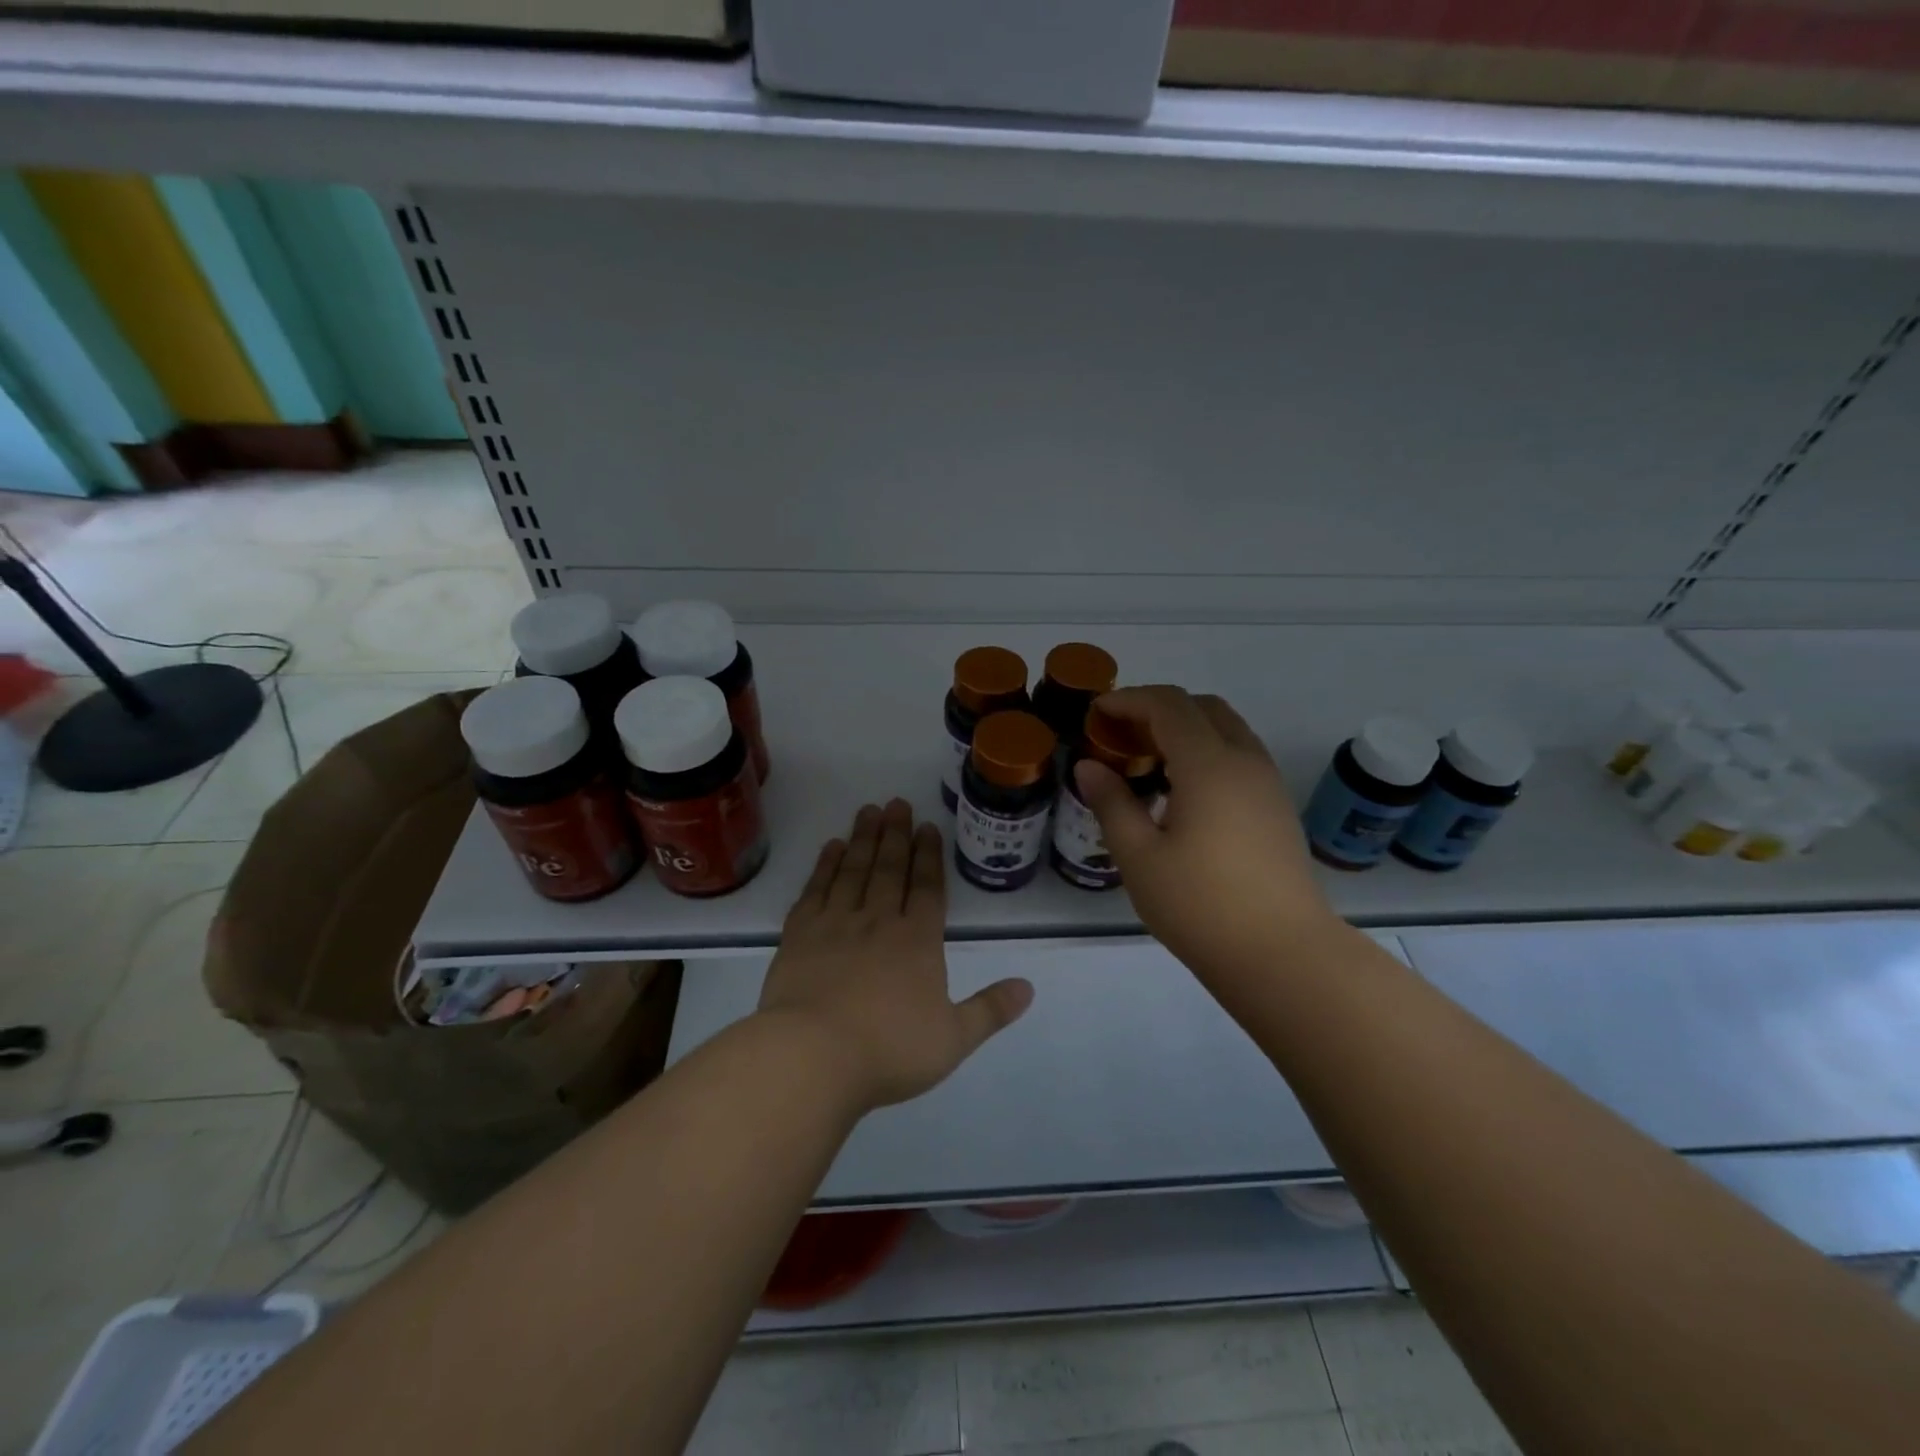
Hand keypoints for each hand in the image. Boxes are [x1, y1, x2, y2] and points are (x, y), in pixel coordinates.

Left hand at [758, 799, 1033, 1110]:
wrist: (813, 1056)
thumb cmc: (889, 1050)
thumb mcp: (953, 1039)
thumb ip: (990, 1010)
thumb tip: (1028, 987)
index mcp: (917, 941)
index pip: (927, 887)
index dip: (929, 855)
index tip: (927, 826)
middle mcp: (878, 921)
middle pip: (889, 868)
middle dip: (896, 834)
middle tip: (896, 803)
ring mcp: (835, 923)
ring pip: (853, 870)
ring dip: (863, 839)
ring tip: (868, 811)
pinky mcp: (799, 934)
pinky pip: (815, 889)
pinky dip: (824, 866)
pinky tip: (830, 848)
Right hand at [1074, 686, 1341, 984]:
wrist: (1282, 955)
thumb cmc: (1200, 906)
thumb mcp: (1139, 857)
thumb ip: (1112, 803)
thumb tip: (1089, 766)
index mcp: (1209, 765)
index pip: (1168, 705)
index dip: (1128, 700)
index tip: (1096, 713)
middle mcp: (1245, 761)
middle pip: (1202, 707)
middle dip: (1158, 708)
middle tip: (1121, 735)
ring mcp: (1268, 783)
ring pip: (1226, 729)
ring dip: (1186, 729)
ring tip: (1149, 761)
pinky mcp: (1277, 807)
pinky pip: (1239, 756)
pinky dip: (1207, 751)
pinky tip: (1183, 792)